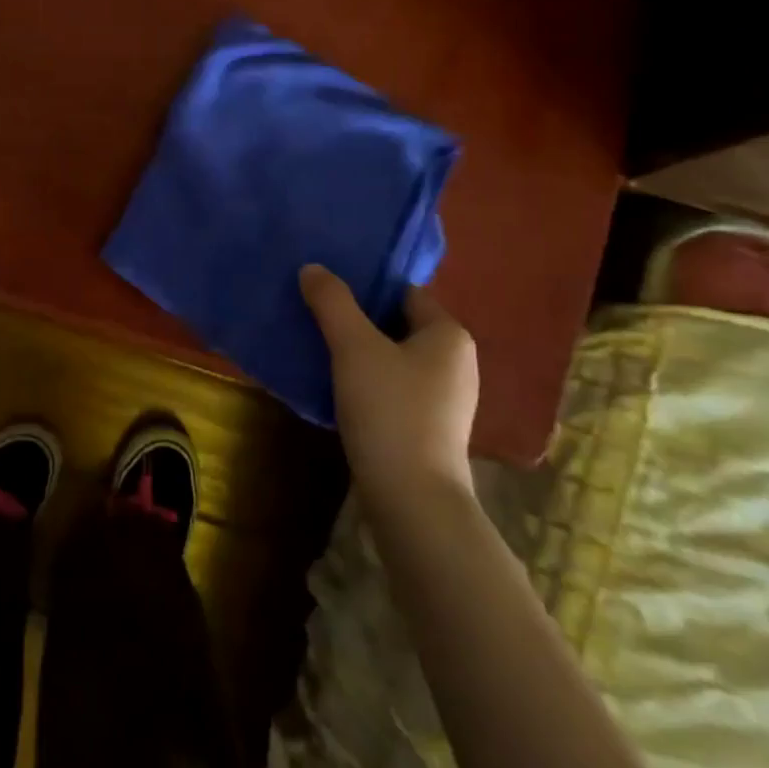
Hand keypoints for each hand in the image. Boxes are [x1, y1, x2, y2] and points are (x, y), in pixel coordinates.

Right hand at [300, 265, 478, 514]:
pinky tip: (336, 386)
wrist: (412, 499)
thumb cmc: (390, 410)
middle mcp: (456, 362)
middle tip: (314, 313)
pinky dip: (367, 382)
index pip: (403, 292)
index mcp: (449, 334)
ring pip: (393, 358)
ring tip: (317, 346)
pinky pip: (394, 388)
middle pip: (397, 324)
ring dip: (359, 352)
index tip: (326, 286)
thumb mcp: (354, 347)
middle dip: (357, 319)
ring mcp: (446, 399)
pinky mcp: (430, 428)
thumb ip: (332, 302)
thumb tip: (313, 268)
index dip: (365, 286)